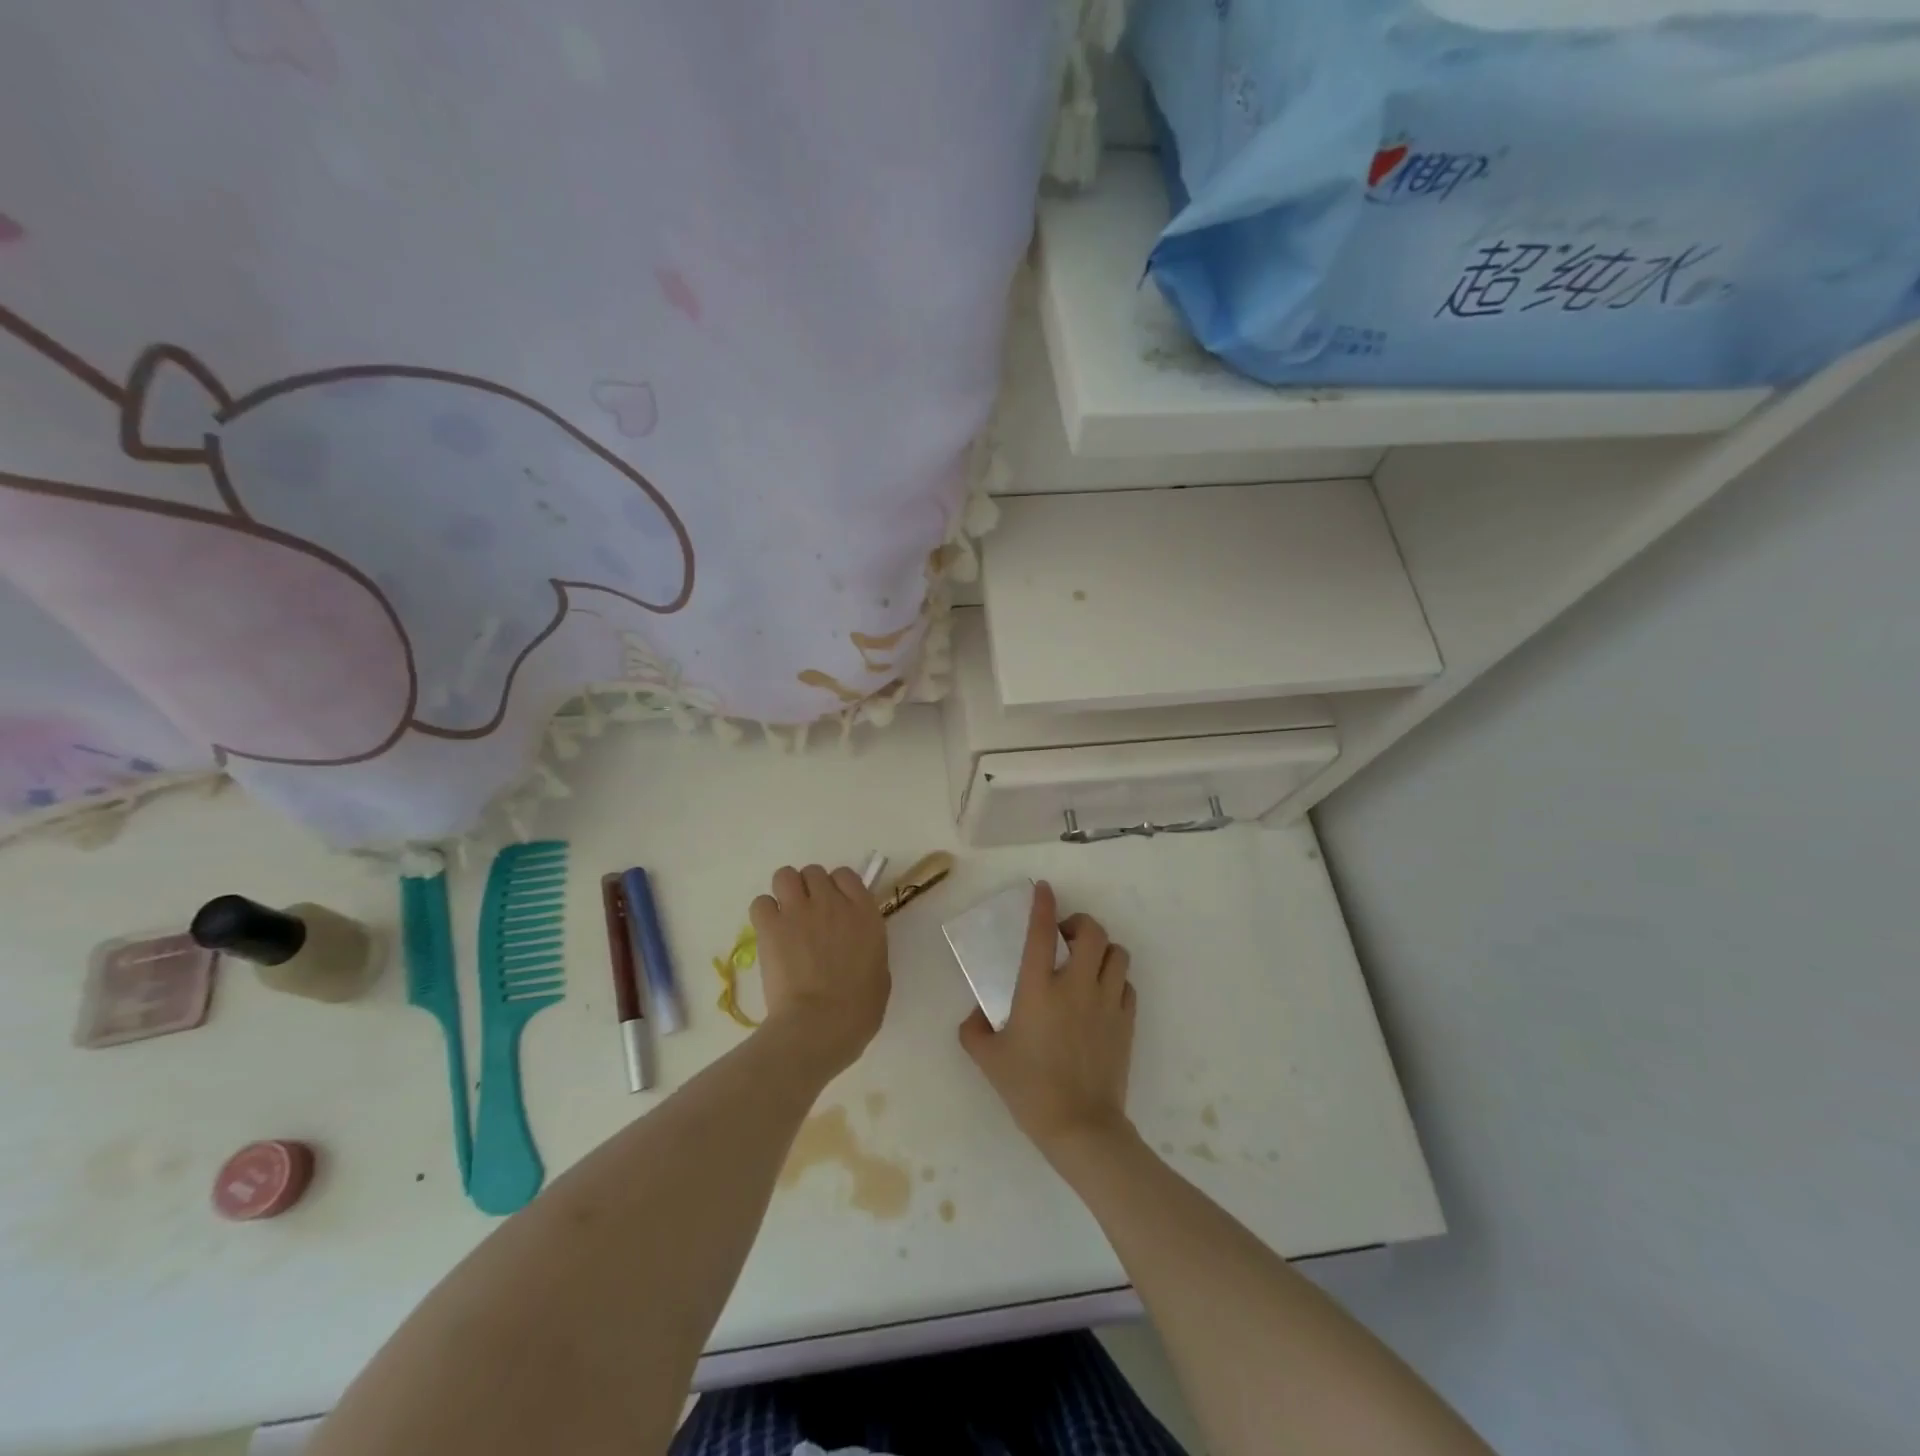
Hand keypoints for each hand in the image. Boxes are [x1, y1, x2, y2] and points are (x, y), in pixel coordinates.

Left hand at [750, 864, 890, 1073]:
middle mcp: (832, 902)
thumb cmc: (859, 1008)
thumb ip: (866, 945)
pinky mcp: (771, 926)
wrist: (821, 1024)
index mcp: (864, 911)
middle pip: (814, 872)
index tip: (834, 907)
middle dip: (810, 889)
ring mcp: (799, 910)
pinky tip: (769, 932)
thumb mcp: (879, 969)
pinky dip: (764, 914)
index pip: (846, 875)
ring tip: (785, 917)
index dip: (837, 888)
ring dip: (785, 892)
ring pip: (785, 876)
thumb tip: (853, 944)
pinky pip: (761, 902)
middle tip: (807, 915)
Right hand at [959, 881, 1136, 1157]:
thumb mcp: (987, 1058)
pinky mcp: (1126, 1021)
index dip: (1043, 904)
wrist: (1080, 1126)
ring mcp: (1107, 1002)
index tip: (1043, 889)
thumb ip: (973, 1028)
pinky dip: (1115, 980)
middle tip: (1065, 938)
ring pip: (1116, 953)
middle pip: (1092, 932)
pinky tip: (1102, 994)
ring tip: (1087, 963)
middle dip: (1080, 924)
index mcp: (1038, 988)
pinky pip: (1127, 985)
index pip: (1041, 932)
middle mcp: (1076, 985)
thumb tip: (978, 1012)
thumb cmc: (1029, 1089)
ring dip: (1102, 949)